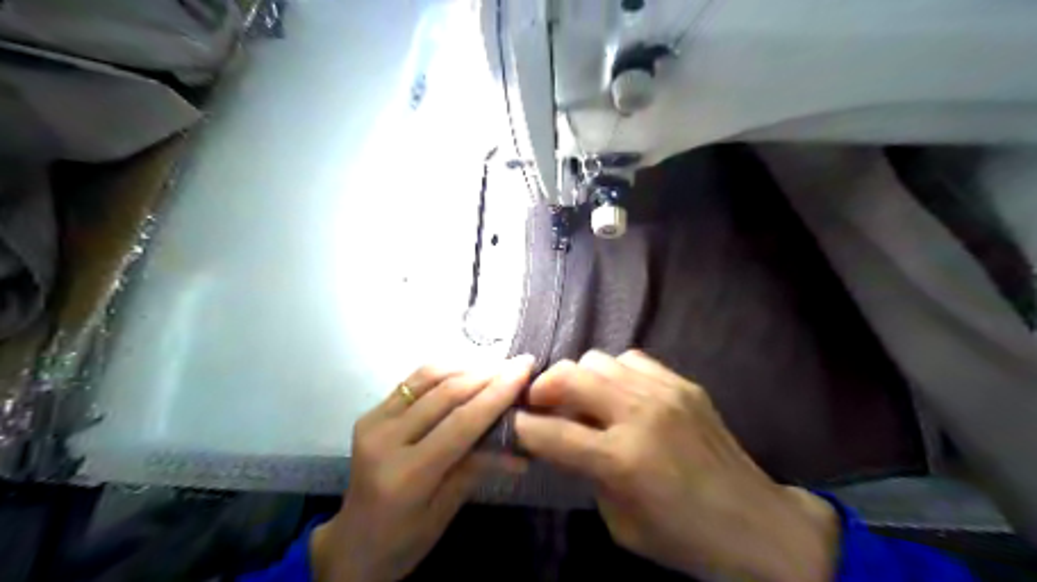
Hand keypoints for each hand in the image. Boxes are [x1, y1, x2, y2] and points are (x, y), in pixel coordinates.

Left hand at [312, 355, 529, 581]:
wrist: (352, 545)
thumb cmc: (404, 539)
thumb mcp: (447, 510)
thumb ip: (479, 467)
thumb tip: (521, 443)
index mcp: (406, 475)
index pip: (461, 422)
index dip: (497, 392)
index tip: (524, 368)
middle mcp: (385, 441)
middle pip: (445, 394)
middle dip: (487, 374)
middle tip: (517, 364)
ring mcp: (373, 422)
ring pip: (427, 378)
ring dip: (466, 367)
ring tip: (496, 366)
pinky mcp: (369, 414)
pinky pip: (412, 382)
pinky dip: (443, 372)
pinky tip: (466, 372)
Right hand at [515, 350, 835, 580]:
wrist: (756, 524)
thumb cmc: (683, 537)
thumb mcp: (620, 521)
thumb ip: (586, 474)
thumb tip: (560, 440)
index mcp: (622, 460)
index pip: (552, 432)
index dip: (523, 426)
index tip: (514, 424)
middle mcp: (639, 415)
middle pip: (570, 376)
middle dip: (542, 388)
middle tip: (539, 404)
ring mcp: (664, 392)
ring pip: (599, 360)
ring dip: (578, 378)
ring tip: (580, 398)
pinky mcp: (683, 384)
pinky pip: (632, 359)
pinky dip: (614, 372)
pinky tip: (618, 392)